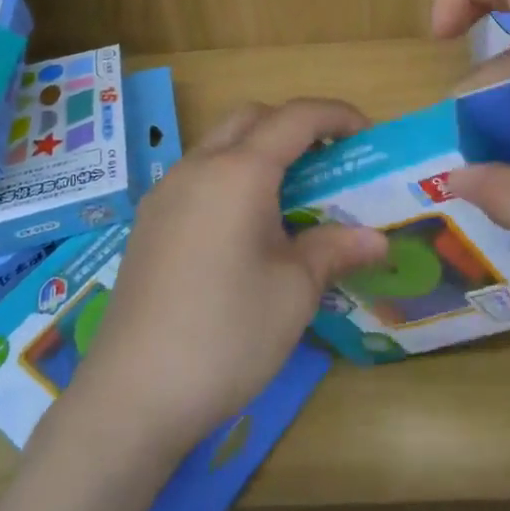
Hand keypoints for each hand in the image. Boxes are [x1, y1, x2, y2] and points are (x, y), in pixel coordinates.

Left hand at [72, 99, 388, 455]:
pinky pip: (198, 175)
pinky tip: (245, 226)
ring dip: (259, 149)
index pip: (295, 118)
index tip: (367, 133)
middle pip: (251, 118)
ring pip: (219, 143)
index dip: (336, 115)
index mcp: (239, 172)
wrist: (132, 395)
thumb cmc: (227, 335)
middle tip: (328, 159)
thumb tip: (377, 240)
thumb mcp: (294, 292)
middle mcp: (198, 168)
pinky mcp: (148, 222)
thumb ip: (335, 250)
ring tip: (292, 193)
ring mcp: (166, 194)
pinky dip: (231, 175)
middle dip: (294, 125)